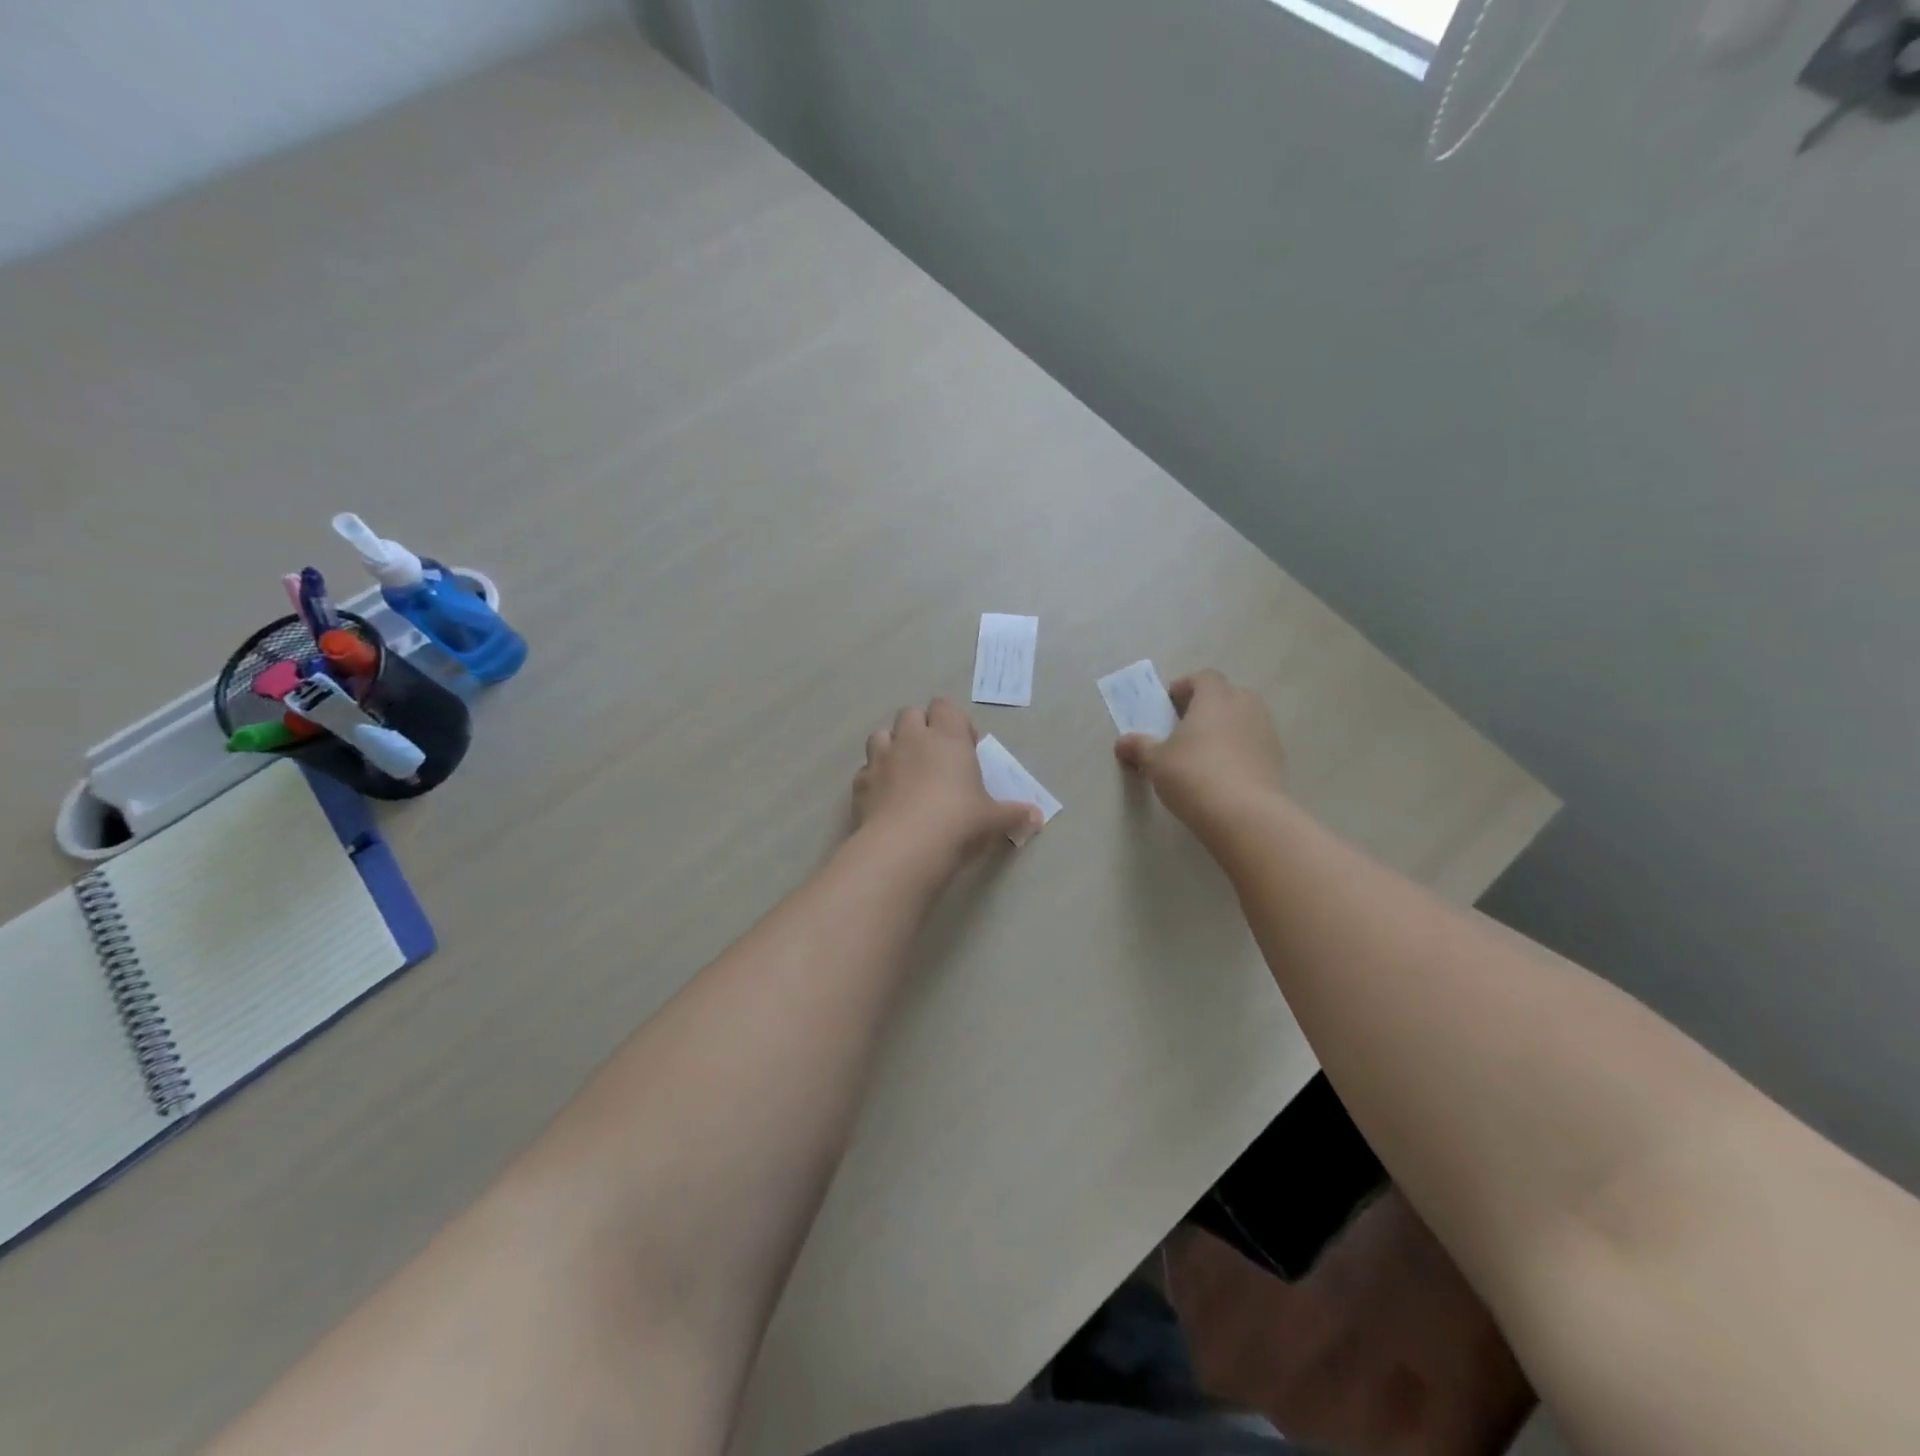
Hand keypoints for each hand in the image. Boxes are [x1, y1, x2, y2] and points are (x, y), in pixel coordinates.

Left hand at [855, 698, 1041, 863]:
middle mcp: (911, 740)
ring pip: (881, 735)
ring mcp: (881, 759)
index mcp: (947, 738)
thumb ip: (1014, 814)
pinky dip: (875, 779)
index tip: (965, 748)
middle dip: (920, 729)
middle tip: (935, 759)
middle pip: (910, 714)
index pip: (945, 707)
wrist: (905, 847)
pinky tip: (885, 799)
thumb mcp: (994, 820)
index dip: (954, 722)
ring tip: (905, 774)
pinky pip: (866, 770)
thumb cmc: (959, 822)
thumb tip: (1037, 817)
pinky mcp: (859, 784)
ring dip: (892, 747)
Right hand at [1114, 669, 1284, 829]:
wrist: (1244, 813)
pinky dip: (1240, 750)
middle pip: (1226, 694)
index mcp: (1214, 697)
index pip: (1203, 678)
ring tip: (1204, 752)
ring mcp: (1266, 731)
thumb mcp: (1156, 762)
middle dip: (1207, 706)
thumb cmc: (1192, 774)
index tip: (1169, 705)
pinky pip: (1253, 743)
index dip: (1184, 687)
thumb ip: (1140, 748)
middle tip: (1185, 727)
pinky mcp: (1277, 758)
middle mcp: (1245, 705)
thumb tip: (1122, 742)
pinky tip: (1223, 773)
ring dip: (1225, 728)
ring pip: (1243, 718)